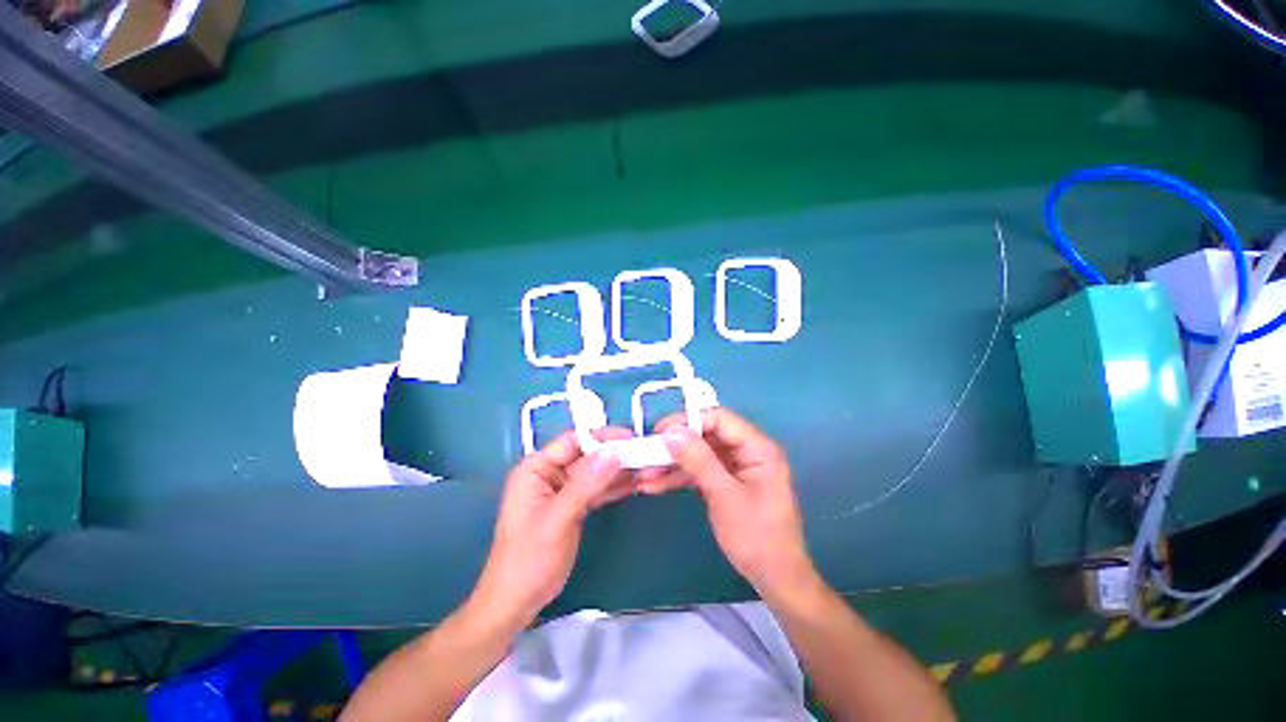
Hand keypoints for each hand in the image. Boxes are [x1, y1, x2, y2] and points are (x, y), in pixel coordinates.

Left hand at [468, 430, 633, 629]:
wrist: (518, 601)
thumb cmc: (528, 559)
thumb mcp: (557, 518)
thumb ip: (585, 484)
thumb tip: (613, 453)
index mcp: (536, 469)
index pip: (572, 441)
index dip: (601, 437)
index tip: (630, 438)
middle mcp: (549, 474)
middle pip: (587, 455)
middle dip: (614, 455)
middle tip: (644, 454)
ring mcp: (562, 490)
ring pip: (594, 472)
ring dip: (617, 470)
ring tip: (645, 467)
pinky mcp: (573, 505)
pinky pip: (596, 489)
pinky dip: (613, 487)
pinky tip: (634, 484)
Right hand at [639, 409, 819, 602]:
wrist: (775, 579)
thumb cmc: (757, 537)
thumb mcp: (725, 496)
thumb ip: (699, 461)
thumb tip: (671, 432)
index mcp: (757, 447)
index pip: (719, 419)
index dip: (688, 421)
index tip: (659, 433)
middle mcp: (747, 451)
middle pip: (706, 435)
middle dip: (675, 445)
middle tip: (647, 455)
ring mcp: (735, 467)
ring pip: (699, 454)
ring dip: (672, 464)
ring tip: (644, 475)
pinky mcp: (725, 482)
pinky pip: (699, 471)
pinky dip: (679, 478)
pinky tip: (655, 485)